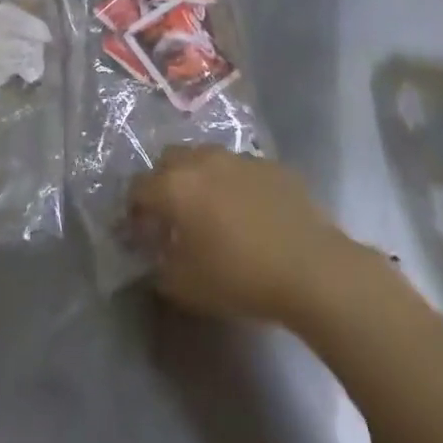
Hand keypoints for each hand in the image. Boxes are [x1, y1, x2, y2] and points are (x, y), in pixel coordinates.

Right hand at [128, 146, 360, 327]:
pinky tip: (247, 211)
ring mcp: (239, 157)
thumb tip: (153, 253)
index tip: (139, 232)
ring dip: (199, 178)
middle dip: (163, 183)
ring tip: (210, 210)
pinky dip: (233, 183)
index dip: (133, 210)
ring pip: (205, 157)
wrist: (310, 267)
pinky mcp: (270, 164)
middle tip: (172, 215)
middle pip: (169, 160)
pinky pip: (239, 167)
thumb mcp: (185, 286)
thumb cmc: (240, 278)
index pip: (138, 187)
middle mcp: (203, 160)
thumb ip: (158, 265)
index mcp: (175, 186)